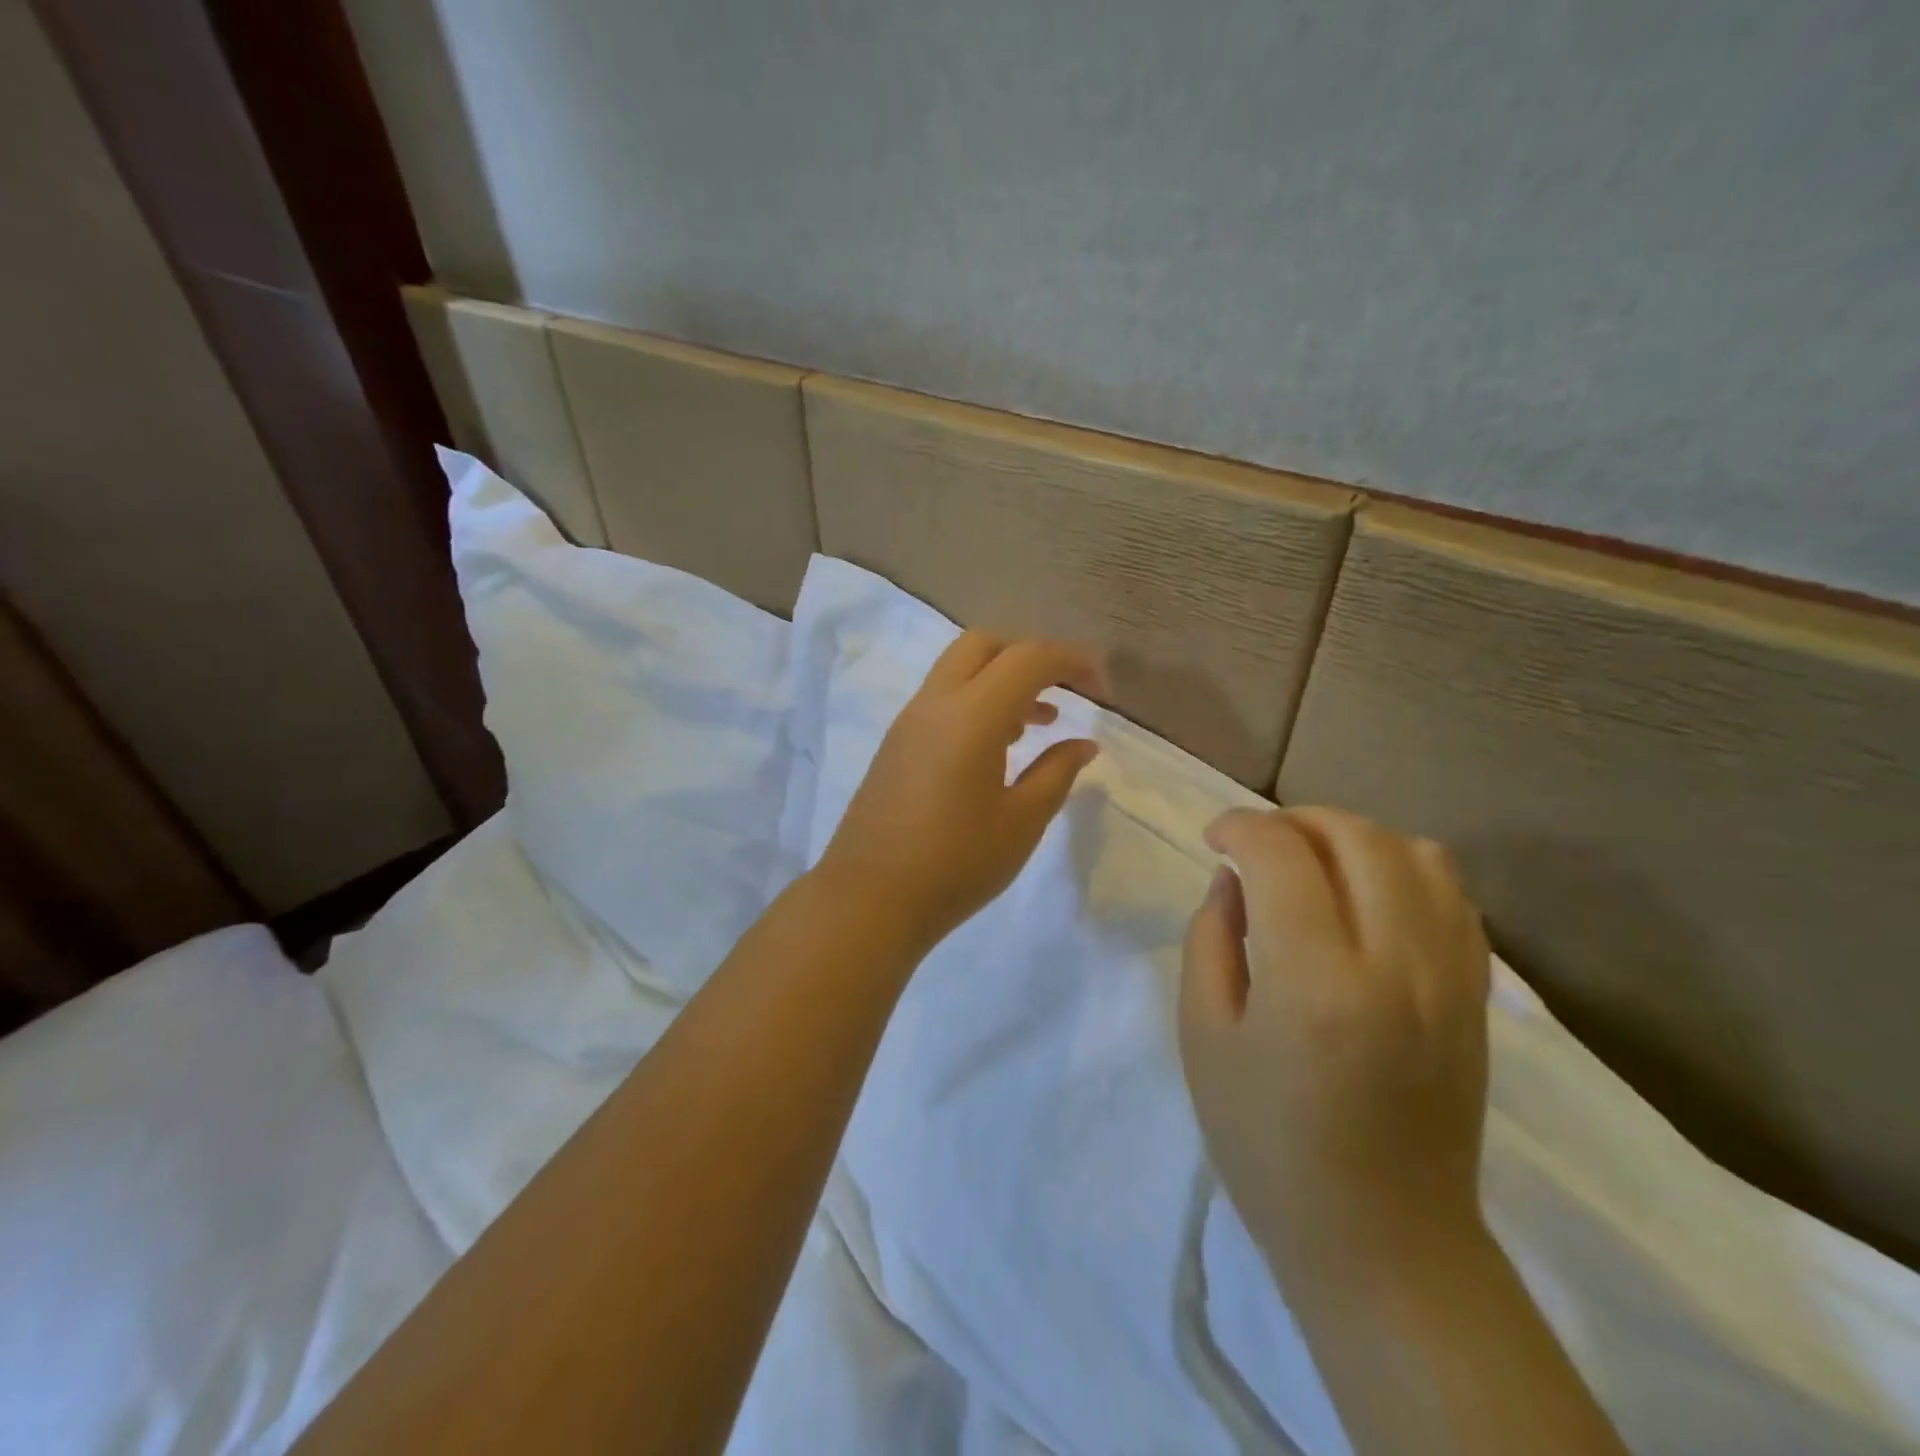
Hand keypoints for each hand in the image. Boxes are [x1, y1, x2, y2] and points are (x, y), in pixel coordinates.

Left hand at [815, 631, 1103, 952]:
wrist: (869, 899)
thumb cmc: (956, 864)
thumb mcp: (1022, 822)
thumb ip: (1057, 772)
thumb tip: (1083, 743)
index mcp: (971, 714)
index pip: (1029, 657)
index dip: (1073, 661)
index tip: (1102, 692)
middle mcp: (935, 703)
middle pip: (985, 644)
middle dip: (1031, 655)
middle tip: (1065, 692)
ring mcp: (909, 721)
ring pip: (959, 668)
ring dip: (1002, 678)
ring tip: (1040, 721)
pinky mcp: (895, 743)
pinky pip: (942, 698)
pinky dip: (977, 700)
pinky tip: (999, 745)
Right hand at [1179, 807, 1491, 1274]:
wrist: (1383, 1240)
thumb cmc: (1266, 1143)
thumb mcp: (1204, 1036)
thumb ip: (1211, 938)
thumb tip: (1233, 880)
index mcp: (1314, 982)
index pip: (1280, 855)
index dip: (1240, 827)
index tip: (1215, 839)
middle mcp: (1395, 964)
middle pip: (1355, 837)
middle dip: (1295, 819)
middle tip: (1257, 843)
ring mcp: (1450, 978)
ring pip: (1415, 853)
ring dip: (1352, 836)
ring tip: (1313, 860)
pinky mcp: (1477, 996)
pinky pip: (1453, 895)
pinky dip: (1402, 867)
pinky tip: (1366, 893)